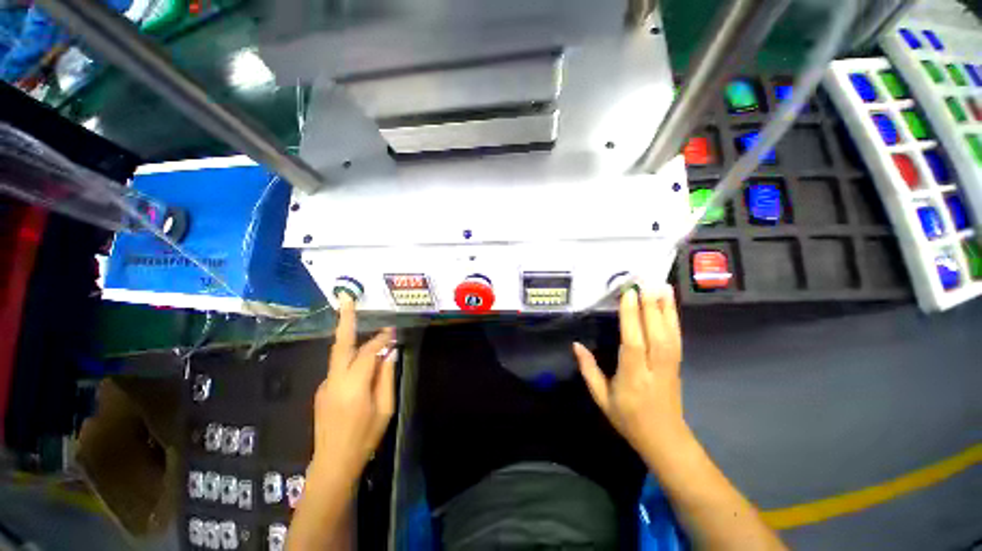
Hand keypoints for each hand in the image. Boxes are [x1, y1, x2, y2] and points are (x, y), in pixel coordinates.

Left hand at [309, 296, 397, 488]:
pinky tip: (363, 365)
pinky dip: (352, 358)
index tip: (393, 330)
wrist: (333, 463)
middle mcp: (335, 380)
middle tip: (346, 298)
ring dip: (352, 339)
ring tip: (364, 329)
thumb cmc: (365, 437)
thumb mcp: (385, 409)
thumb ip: (386, 377)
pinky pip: (339, 367)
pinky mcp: (322, 390)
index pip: (368, 352)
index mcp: (353, 386)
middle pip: (341, 344)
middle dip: (344, 320)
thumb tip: (390, 353)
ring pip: (339, 354)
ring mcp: (325, 385)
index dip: (381, 339)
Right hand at [573, 285, 685, 461]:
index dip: (631, 319)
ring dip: (666, 308)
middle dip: (650, 306)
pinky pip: (676, 338)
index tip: (628, 295)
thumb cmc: (628, 419)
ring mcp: (670, 366)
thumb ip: (589, 371)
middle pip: (655, 334)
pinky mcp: (677, 364)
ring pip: (670, 334)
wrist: (665, 439)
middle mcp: (654, 369)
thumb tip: (576, 345)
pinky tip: (670, 304)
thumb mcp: (602, 399)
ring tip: (661, 286)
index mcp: (633, 378)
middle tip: (645, 282)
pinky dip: (674, 318)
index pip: (633, 343)